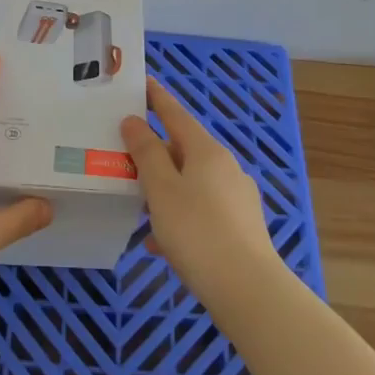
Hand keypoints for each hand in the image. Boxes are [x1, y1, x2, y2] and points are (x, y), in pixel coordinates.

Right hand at [121, 77, 284, 310]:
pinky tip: (160, 244)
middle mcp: (226, 167)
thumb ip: (146, 153)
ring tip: (138, 207)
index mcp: (206, 151)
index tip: (143, 83)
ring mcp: (237, 198)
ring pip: (191, 183)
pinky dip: (179, 217)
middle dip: (155, 154)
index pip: (176, 114)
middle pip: (183, 150)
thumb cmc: (197, 232)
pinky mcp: (241, 228)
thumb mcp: (161, 189)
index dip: (157, 99)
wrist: (249, 291)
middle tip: (125, 159)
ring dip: (165, 190)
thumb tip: (134, 121)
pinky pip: (201, 211)